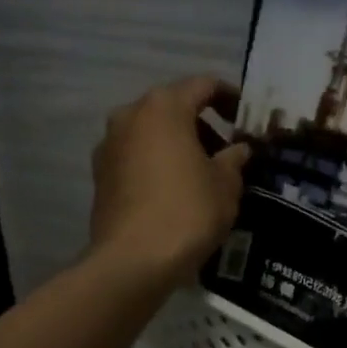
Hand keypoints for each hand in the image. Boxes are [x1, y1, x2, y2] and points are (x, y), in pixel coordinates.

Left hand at [89, 77, 250, 285]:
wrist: (132, 261)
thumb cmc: (187, 211)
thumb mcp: (225, 183)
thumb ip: (234, 158)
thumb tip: (238, 149)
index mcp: (164, 107)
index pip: (203, 85)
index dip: (230, 97)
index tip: (246, 119)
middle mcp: (130, 115)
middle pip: (173, 107)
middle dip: (202, 124)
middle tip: (227, 150)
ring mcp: (109, 145)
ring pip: (152, 132)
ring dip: (178, 144)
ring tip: (203, 173)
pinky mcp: (100, 174)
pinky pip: (137, 156)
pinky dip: (158, 163)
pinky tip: (176, 189)